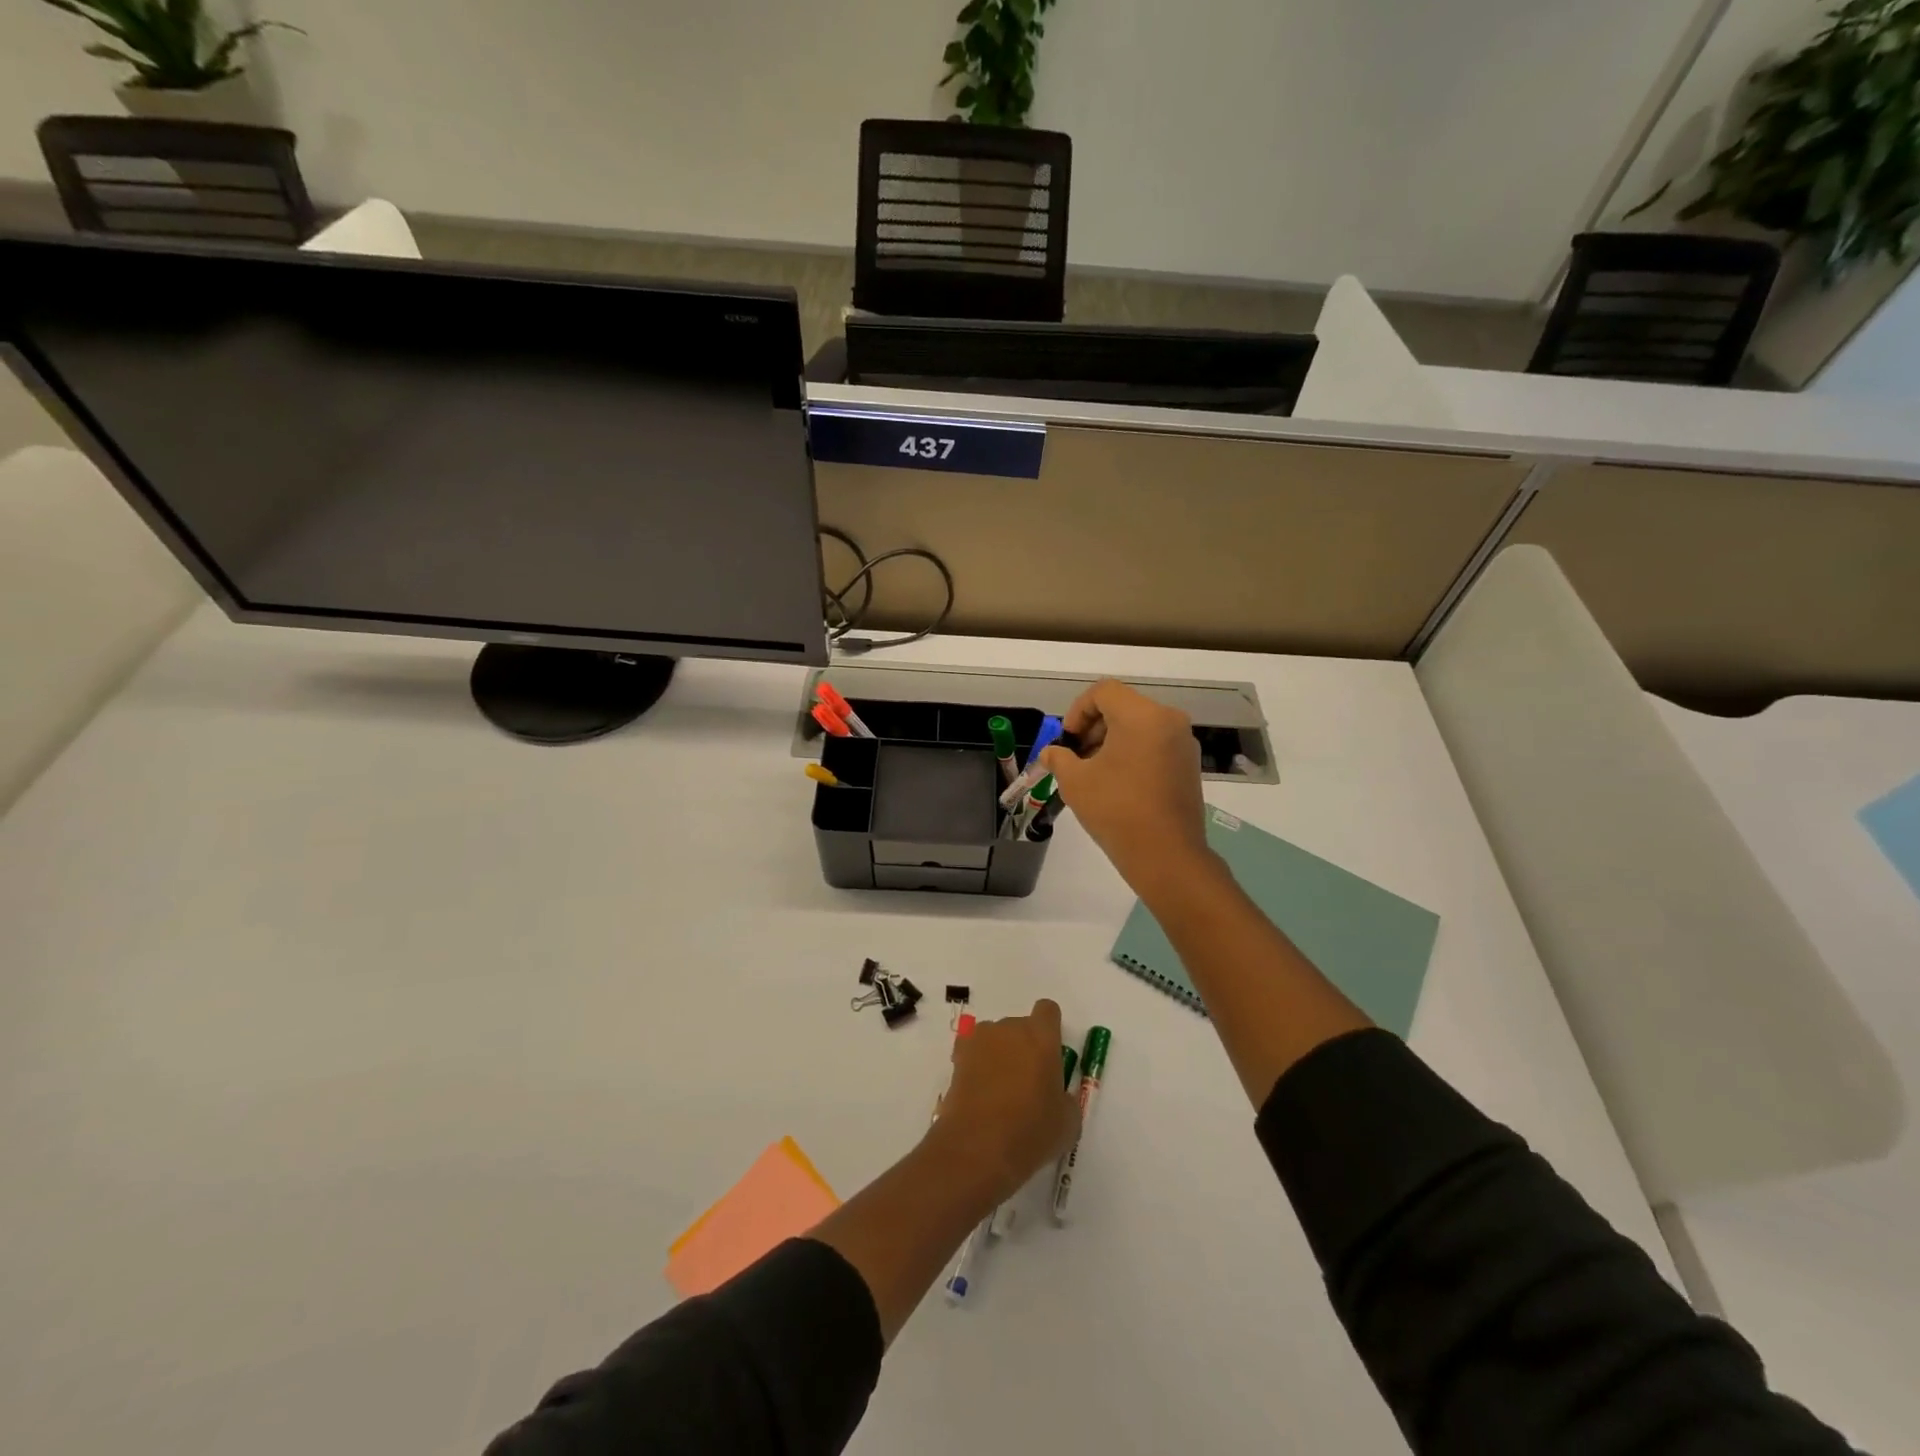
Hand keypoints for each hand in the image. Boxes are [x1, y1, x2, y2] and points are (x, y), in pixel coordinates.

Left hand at [931, 999, 1080, 1205]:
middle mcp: (1010, 1028)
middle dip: (1024, 1047)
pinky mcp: (957, 1057)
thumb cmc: (1031, 1131)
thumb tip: (1055, 1096)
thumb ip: (1065, 1098)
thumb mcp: (1067, 1122)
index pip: (1048, 1011)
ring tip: (999, 1092)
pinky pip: (972, 1051)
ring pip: (995, 1038)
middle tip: (1026, 1084)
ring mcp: (980, 1039)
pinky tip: (979, 1092)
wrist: (978, 1147)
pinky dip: (976, 1065)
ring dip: (999, 1054)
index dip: (1050, 1029)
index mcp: (1042, 1037)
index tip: (1050, 1056)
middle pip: (1020, 1026)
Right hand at [1040, 679, 1214, 899]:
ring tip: (1094, 773)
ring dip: (1112, 741)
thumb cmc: (1116, 810)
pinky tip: (1118, 784)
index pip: (1104, 692)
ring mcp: (1184, 743)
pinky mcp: (1190, 765)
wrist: (1166, 855)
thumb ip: (1059, 758)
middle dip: (1094, 727)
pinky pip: (1156, 744)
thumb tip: (1050, 753)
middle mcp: (1169, 720)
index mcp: (1142, 715)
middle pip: (1123, 706)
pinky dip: (1133, 753)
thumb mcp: (1075, 781)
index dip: (1078, 711)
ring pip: (1140, 726)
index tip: (1068, 741)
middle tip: (1076, 758)